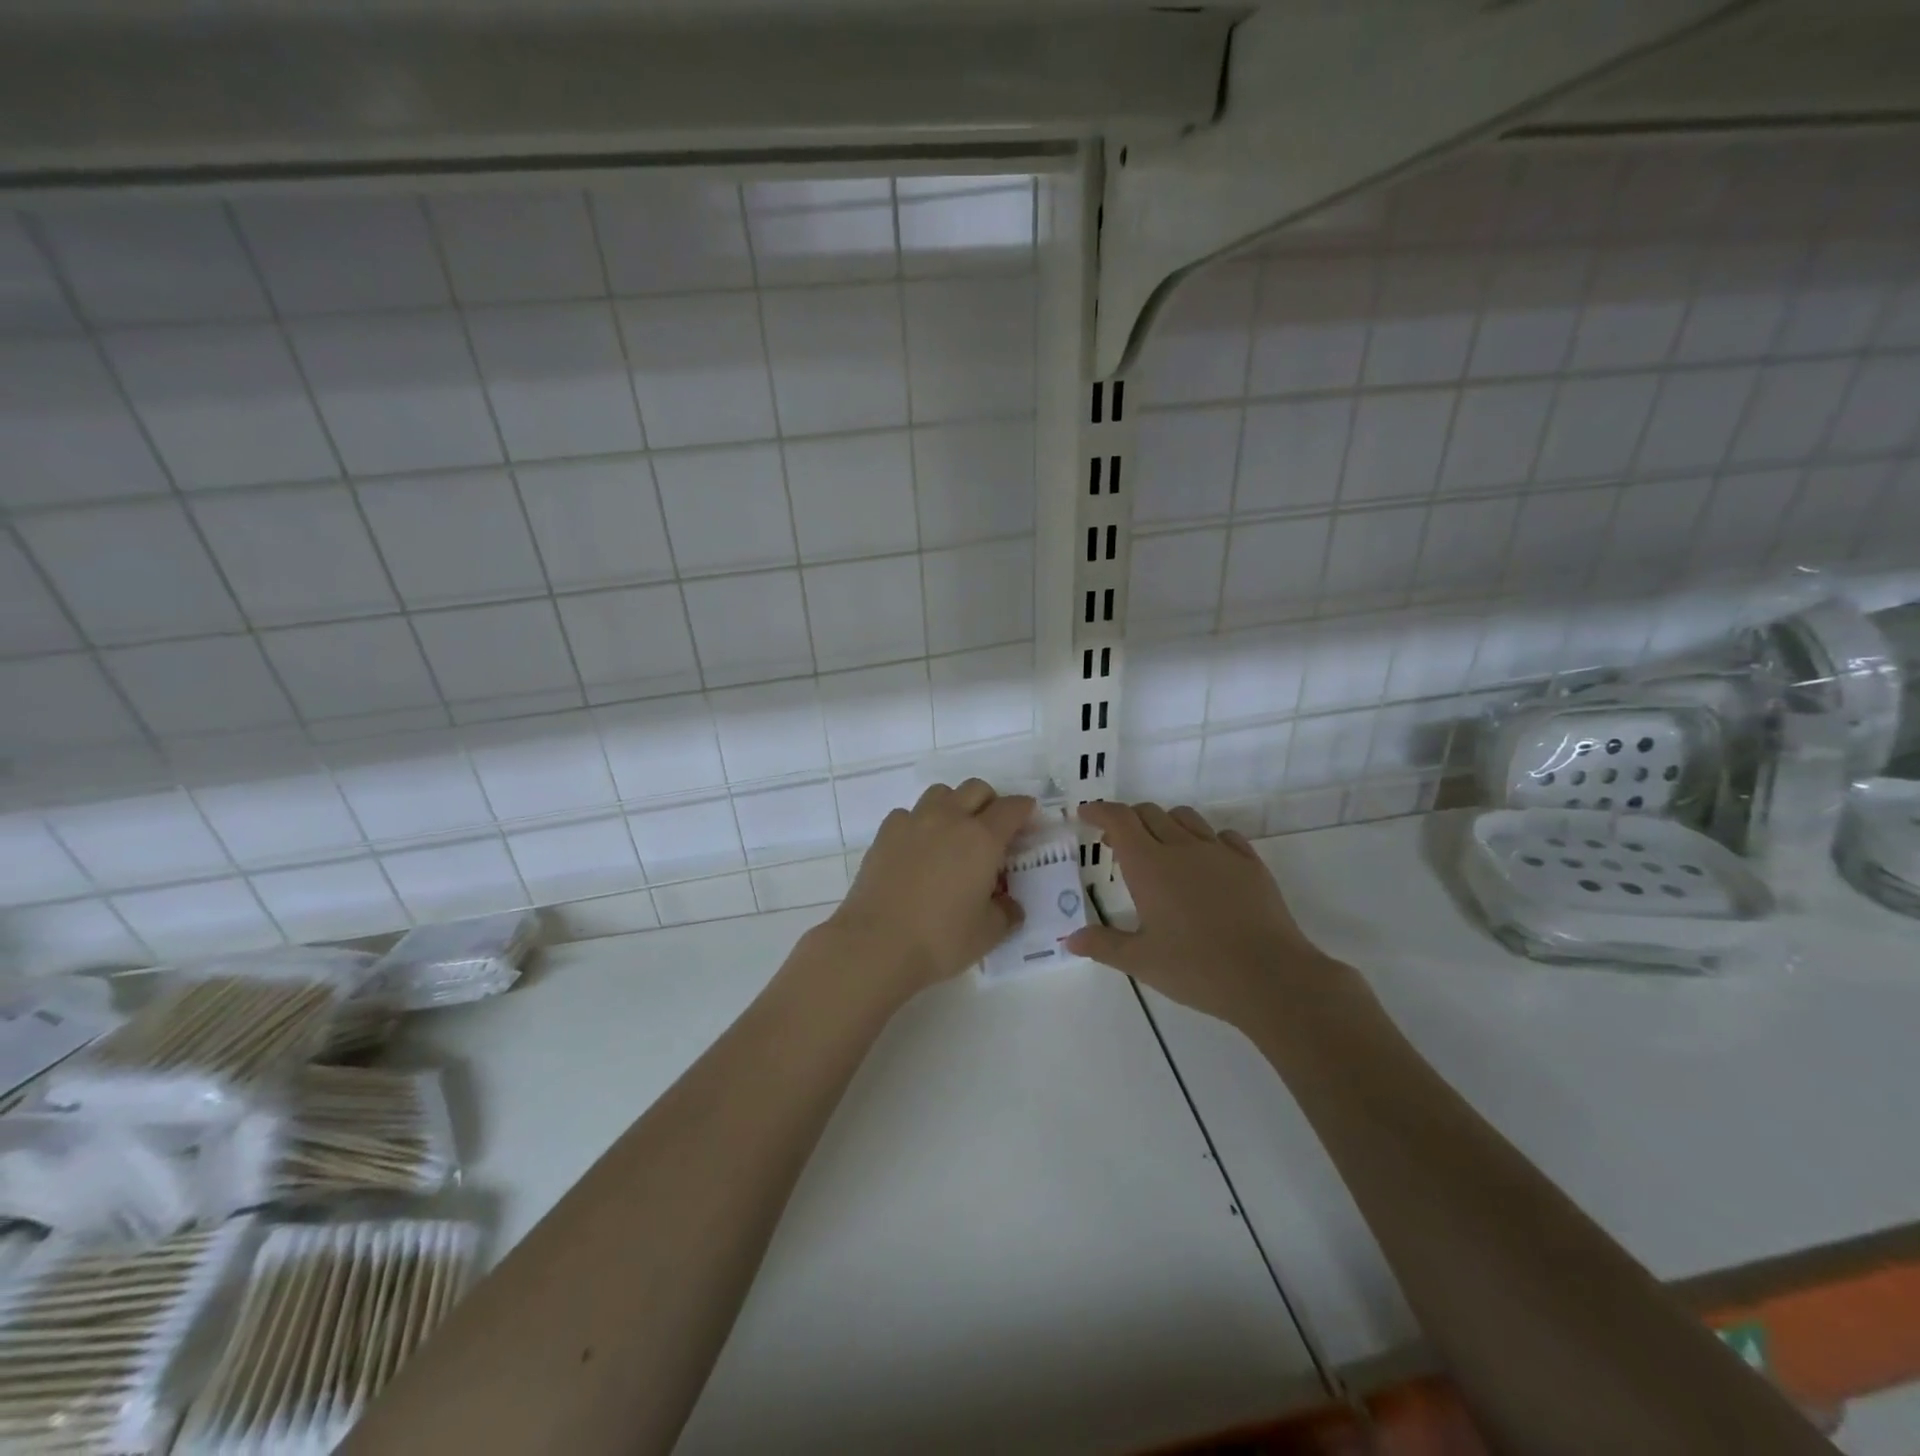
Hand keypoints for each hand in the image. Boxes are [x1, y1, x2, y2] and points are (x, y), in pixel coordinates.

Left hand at [821, 779, 1033, 999]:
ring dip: (954, 805)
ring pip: (941, 793)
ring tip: (954, 834)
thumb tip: (1009, 905)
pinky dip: (920, 823)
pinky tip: (918, 849)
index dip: (1024, 811)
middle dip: (990, 802)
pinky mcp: (885, 833)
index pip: (1012, 808)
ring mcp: (913, 821)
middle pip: (976, 788)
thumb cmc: (940, 939)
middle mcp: (949, 819)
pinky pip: (909, 813)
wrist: (876, 943)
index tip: (1028, 822)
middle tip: (993, 830)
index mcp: (982, 838)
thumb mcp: (988, 933)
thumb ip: (1006, 912)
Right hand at [1066, 802, 1337, 1027]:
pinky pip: (1223, 836)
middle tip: (1116, 843)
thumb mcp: (1142, 962)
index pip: (1119, 819)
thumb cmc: (1197, 968)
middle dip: (1127, 819)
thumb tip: (1069, 939)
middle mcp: (1182, 847)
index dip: (1099, 811)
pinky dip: (1204, 839)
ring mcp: (1220, 852)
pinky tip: (1205, 862)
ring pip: (1186, 818)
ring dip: (1164, 823)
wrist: (1271, 977)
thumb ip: (1104, 945)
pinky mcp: (1250, 864)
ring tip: (1159, 848)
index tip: (1085, 814)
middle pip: (1149, 813)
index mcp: (1149, 865)